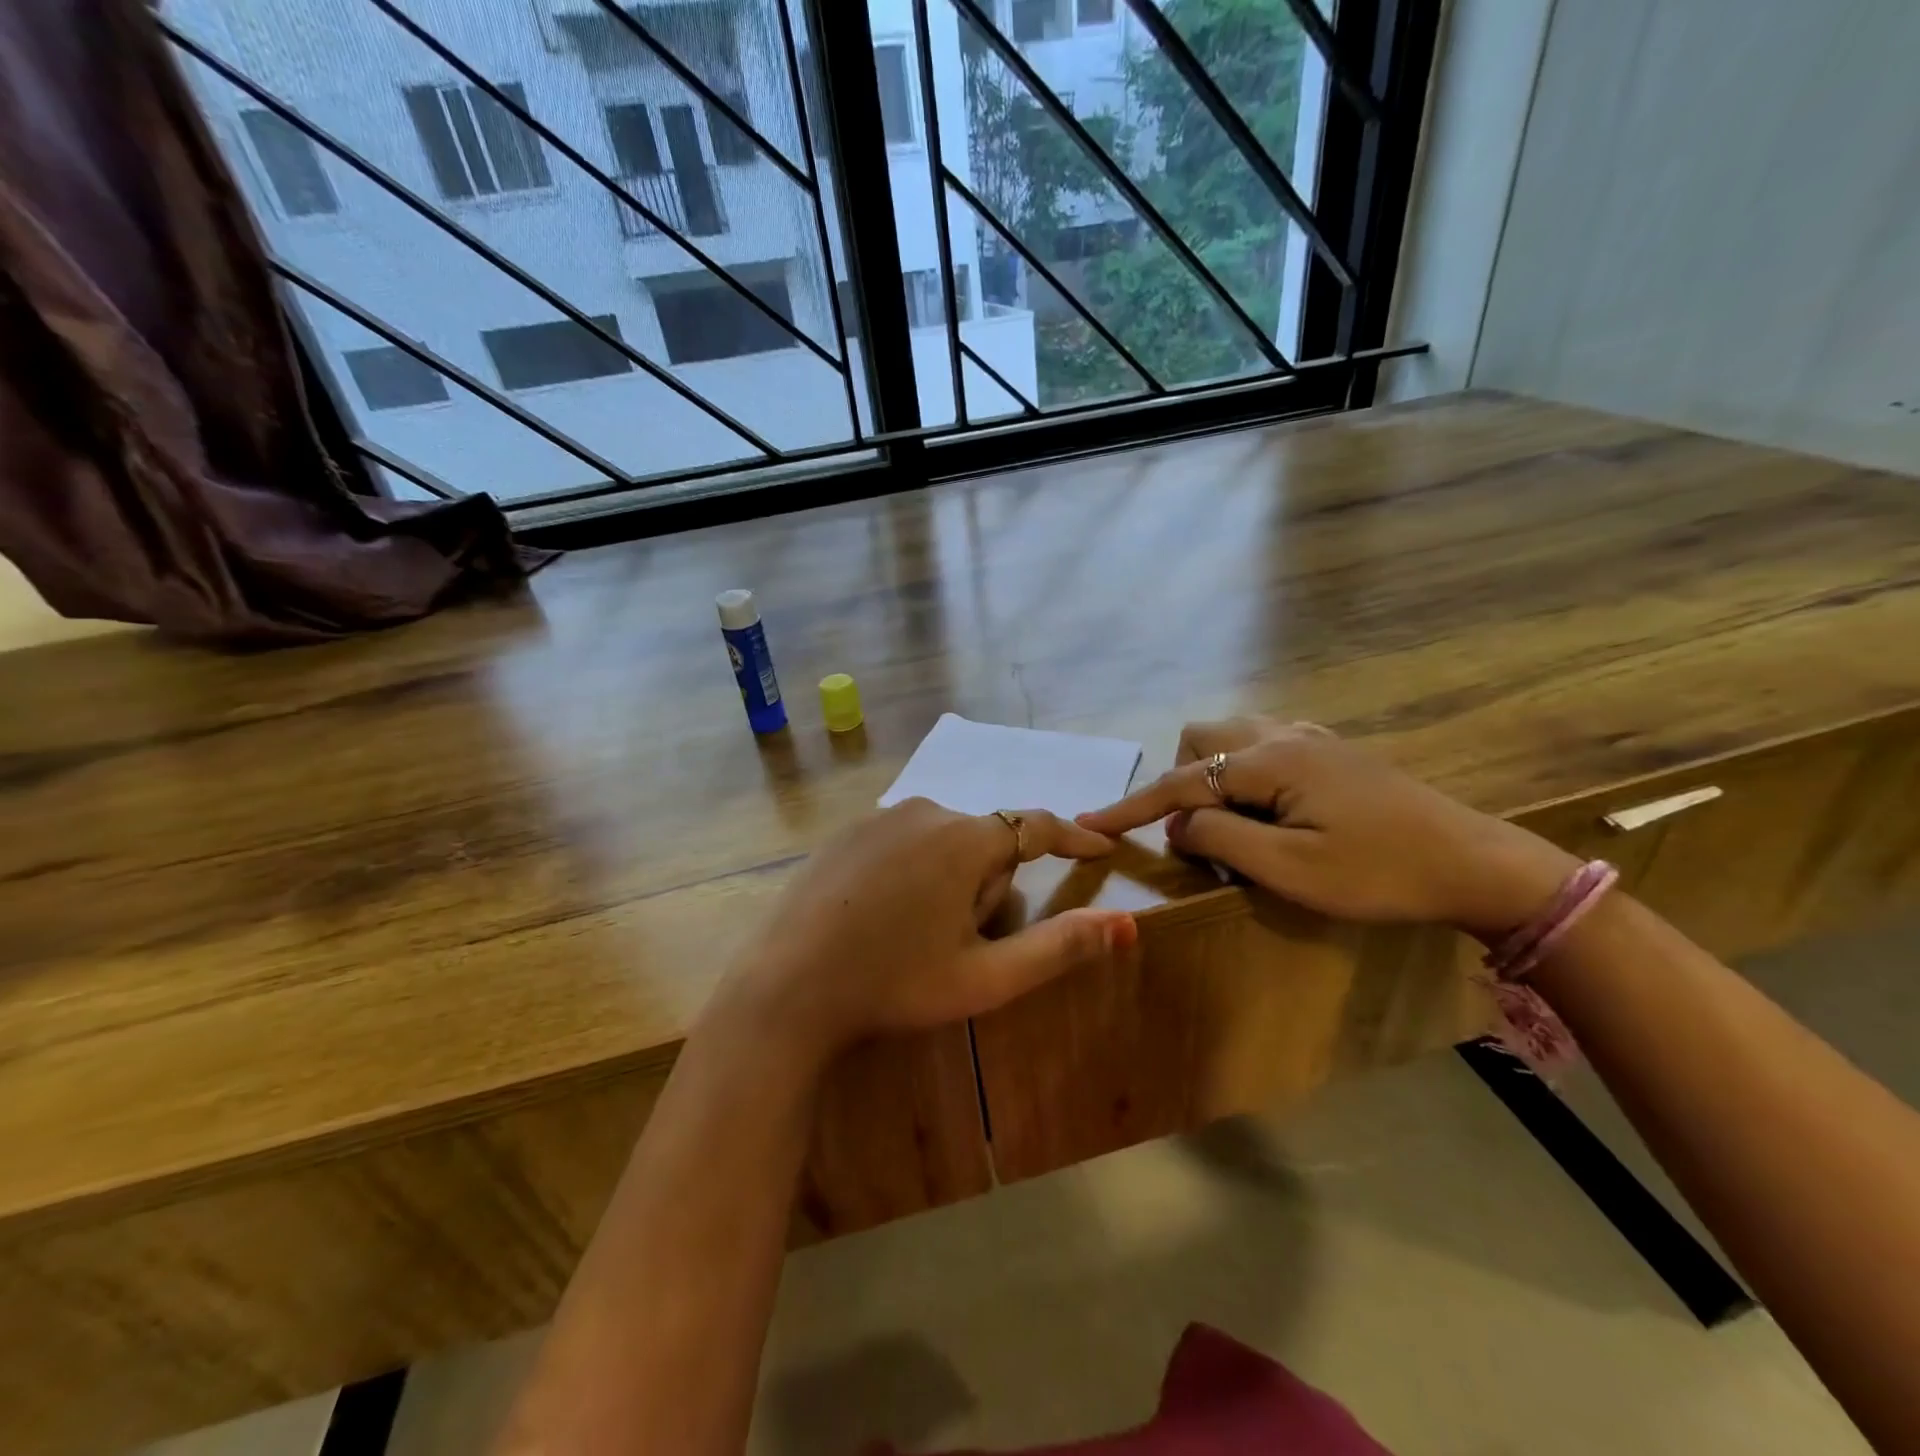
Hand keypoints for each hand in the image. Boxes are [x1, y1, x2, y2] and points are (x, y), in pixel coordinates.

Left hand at [708, 798, 1135, 1059]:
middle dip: (989, 885)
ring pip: (943, 842)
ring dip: (950, 879)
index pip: (1036, 827)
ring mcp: (878, 818)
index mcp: (963, 840)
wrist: (787, 987)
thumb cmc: (894, 984)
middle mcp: (924, 811)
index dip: (1072, 839)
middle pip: (985, 843)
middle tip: (958, 942)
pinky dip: (911, 871)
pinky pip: (903, 842)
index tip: (1099, 849)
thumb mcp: (985, 977)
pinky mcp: (846, 832)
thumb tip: (1127, 925)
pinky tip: (881, 916)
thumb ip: (1060, 947)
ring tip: (916, 934)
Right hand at [1077, 718, 1576, 937]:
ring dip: (1212, 775)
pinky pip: (1261, 744)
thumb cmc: (1379, 874)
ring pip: (1230, 736)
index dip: (1132, 805)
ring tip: (1235, 824)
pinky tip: (1270, 808)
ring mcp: (1310, 738)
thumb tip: (1179, 822)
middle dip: (1183, 781)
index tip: (1091, 823)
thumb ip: (1220, 838)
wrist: (1474, 863)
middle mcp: (1282, 735)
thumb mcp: (1290, 869)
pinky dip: (1242, 772)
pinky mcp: (1330, 751)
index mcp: (1269, 761)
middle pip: (1200, 738)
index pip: (1180, 781)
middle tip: (1204, 832)